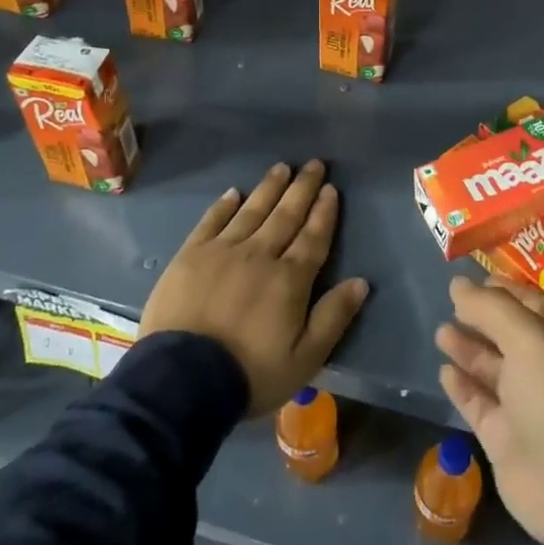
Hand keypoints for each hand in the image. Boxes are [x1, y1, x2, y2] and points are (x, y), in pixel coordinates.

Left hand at [140, 160, 368, 415]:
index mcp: (290, 279)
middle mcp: (259, 255)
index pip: (313, 237)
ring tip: (282, 168)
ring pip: (252, 211)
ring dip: (269, 188)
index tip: (331, 189)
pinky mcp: (190, 256)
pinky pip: (212, 221)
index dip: (324, 212)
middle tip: (314, 164)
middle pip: (286, 215)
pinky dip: (224, 205)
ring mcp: (222, 251)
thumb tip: (361, 282)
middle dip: (302, 188)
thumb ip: (333, 317)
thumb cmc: (250, 373)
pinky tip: (234, 192)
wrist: (181, 380)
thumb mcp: (305, 358)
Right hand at [435, 276, 543, 543]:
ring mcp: (528, 404)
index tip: (470, 279)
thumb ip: (491, 308)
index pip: (534, 303)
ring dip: (467, 347)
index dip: (503, 289)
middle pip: (510, 333)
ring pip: (492, 366)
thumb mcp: (530, 338)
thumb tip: (457, 284)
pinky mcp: (506, 436)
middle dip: (481, 317)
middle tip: (450, 303)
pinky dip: (462, 384)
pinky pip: (479, 401)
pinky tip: (444, 370)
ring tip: (441, 332)